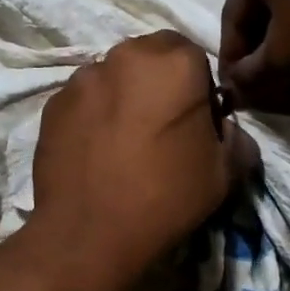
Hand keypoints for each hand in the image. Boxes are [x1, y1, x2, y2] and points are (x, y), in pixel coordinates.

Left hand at [31, 32, 259, 286]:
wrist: (88, 235)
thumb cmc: (165, 200)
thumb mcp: (224, 175)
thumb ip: (236, 140)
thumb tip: (225, 130)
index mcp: (175, 65)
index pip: (193, 54)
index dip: (198, 86)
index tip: (195, 121)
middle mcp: (126, 57)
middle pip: (150, 56)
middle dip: (159, 81)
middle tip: (162, 126)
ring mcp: (83, 78)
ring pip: (114, 74)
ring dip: (124, 94)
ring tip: (124, 140)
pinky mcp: (53, 103)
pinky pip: (85, 98)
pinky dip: (94, 113)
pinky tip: (96, 150)